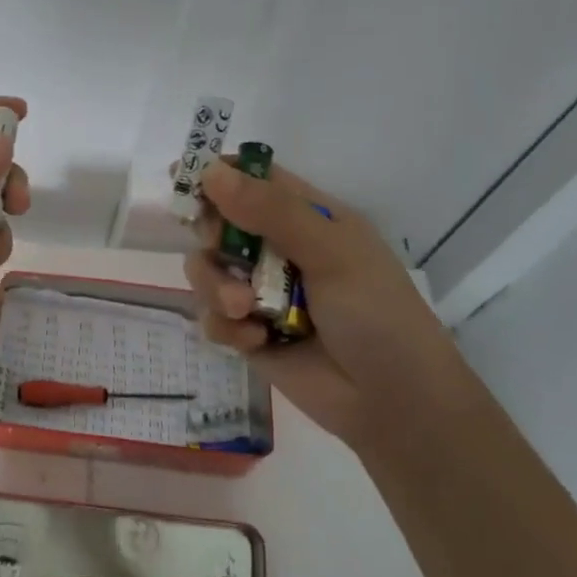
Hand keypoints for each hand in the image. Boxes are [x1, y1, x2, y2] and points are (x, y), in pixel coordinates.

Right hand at [182, 159, 474, 450]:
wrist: (393, 404)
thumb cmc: (376, 315)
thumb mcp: (332, 253)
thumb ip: (271, 212)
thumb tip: (211, 172)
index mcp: (308, 218)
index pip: (254, 179)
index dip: (218, 173)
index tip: (183, 176)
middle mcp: (279, 249)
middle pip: (218, 222)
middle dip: (211, 235)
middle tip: (218, 247)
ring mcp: (260, 292)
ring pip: (207, 270)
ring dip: (216, 287)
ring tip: (244, 310)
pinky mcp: (247, 332)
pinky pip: (211, 316)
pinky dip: (225, 326)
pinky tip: (256, 341)